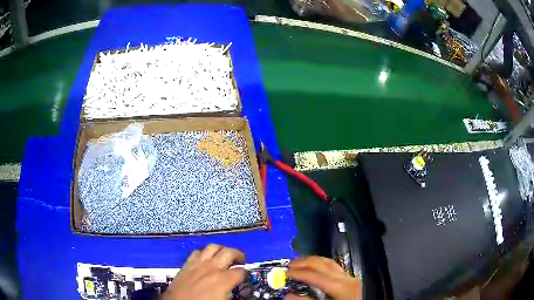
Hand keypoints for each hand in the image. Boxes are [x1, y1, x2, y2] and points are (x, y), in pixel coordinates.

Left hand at [163, 244, 244, 299]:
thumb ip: (230, 292)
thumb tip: (232, 289)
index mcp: (223, 280)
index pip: (240, 271)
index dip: (244, 272)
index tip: (244, 273)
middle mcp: (212, 268)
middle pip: (229, 252)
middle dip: (238, 254)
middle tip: (240, 259)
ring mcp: (198, 264)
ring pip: (213, 247)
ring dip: (221, 249)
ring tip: (225, 254)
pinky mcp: (187, 264)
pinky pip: (197, 252)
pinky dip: (204, 252)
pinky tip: (206, 257)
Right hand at [286, 256, 361, 299]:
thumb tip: (288, 295)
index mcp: (341, 286)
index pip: (315, 275)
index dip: (297, 273)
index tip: (284, 273)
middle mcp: (347, 277)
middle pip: (323, 264)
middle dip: (304, 262)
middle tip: (289, 265)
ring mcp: (351, 277)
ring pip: (330, 263)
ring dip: (313, 261)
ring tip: (299, 263)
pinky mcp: (352, 280)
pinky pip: (334, 267)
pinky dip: (322, 265)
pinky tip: (316, 269)